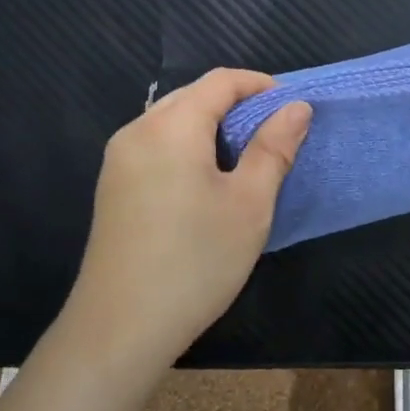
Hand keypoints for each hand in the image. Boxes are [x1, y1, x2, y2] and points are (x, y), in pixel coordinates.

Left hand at [66, 69, 309, 371]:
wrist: (119, 330)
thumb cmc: (195, 262)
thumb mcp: (249, 204)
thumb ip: (274, 148)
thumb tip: (297, 107)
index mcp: (171, 126)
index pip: (220, 81)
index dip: (260, 85)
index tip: (292, 108)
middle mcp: (137, 130)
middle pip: (193, 95)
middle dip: (237, 104)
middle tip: (274, 134)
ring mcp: (119, 159)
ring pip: (173, 120)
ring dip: (212, 126)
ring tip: (246, 158)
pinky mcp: (113, 186)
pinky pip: (156, 144)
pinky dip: (188, 146)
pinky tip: (207, 181)